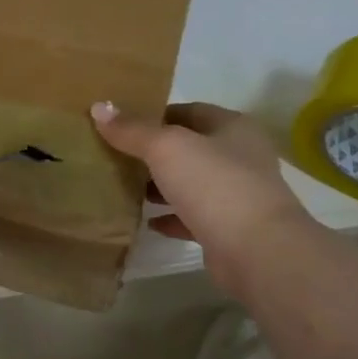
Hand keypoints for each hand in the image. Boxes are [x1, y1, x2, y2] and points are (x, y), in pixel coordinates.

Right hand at [91, 101, 307, 292]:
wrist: (258, 251)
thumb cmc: (214, 185)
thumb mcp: (166, 148)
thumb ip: (132, 130)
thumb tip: (99, 107)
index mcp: (233, 127)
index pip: (189, 111)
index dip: (155, 115)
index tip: (121, 124)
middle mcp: (240, 157)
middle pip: (190, 148)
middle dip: (154, 153)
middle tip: (116, 156)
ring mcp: (237, 195)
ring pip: (191, 183)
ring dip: (161, 186)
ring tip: (125, 187)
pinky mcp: (230, 229)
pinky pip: (193, 218)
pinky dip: (171, 218)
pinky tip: (147, 222)